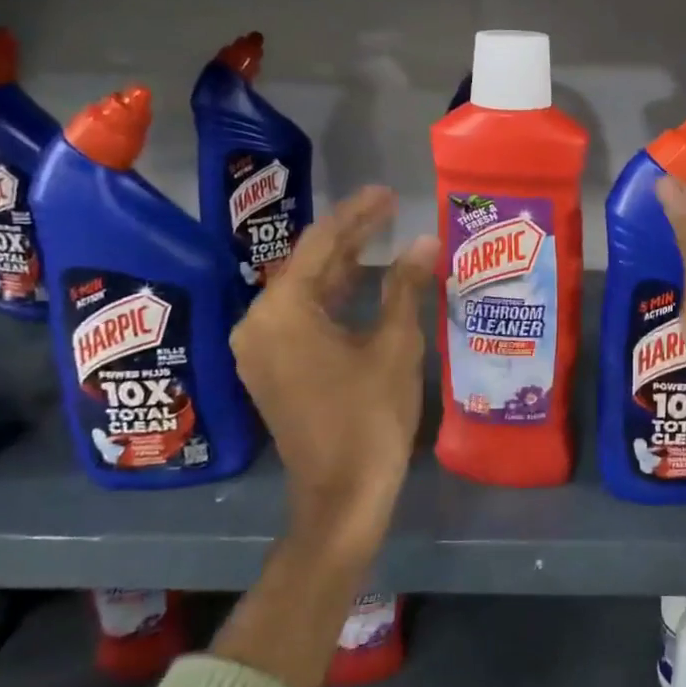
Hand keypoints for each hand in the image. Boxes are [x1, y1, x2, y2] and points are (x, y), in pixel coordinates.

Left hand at [229, 187, 437, 567]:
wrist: (342, 494)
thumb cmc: (370, 416)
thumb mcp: (394, 345)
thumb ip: (405, 286)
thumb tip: (425, 240)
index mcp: (283, 311)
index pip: (321, 244)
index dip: (358, 214)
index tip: (388, 193)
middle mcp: (260, 323)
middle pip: (309, 265)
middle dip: (351, 237)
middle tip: (391, 210)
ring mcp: (261, 348)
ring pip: (306, 292)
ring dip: (344, 267)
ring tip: (383, 238)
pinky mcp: (272, 368)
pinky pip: (302, 317)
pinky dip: (333, 299)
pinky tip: (363, 283)